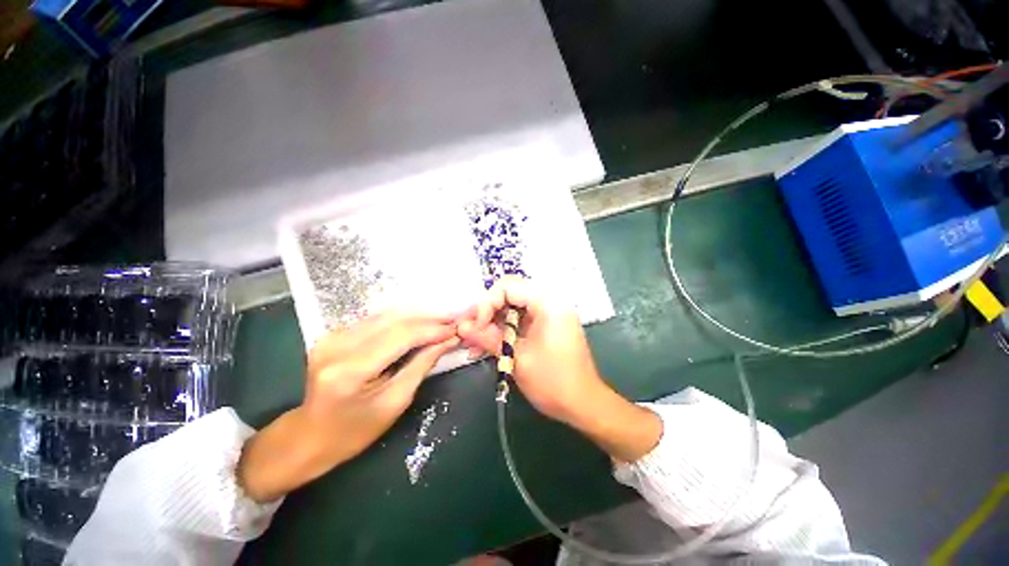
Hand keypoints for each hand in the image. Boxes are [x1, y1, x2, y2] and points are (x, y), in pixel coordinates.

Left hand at [238, 313, 458, 501]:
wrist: (310, 436)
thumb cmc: (355, 431)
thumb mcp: (395, 402)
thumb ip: (422, 365)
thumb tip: (447, 341)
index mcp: (350, 371)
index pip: (401, 336)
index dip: (432, 329)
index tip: (456, 328)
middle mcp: (337, 346)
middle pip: (394, 320)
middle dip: (428, 318)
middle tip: (453, 320)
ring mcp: (332, 337)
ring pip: (386, 315)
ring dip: (417, 316)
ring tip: (441, 319)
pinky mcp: (334, 333)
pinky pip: (376, 319)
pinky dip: (402, 319)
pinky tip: (419, 323)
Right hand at [457, 278, 601, 423]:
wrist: (584, 405)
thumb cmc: (553, 382)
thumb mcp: (517, 358)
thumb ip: (487, 337)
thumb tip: (462, 326)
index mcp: (548, 302)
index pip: (507, 287)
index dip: (487, 303)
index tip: (475, 326)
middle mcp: (550, 301)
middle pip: (509, 294)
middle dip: (487, 313)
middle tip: (469, 332)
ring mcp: (549, 313)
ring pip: (512, 308)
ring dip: (492, 324)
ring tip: (473, 344)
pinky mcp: (546, 325)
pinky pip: (520, 320)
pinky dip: (504, 331)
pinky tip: (487, 347)